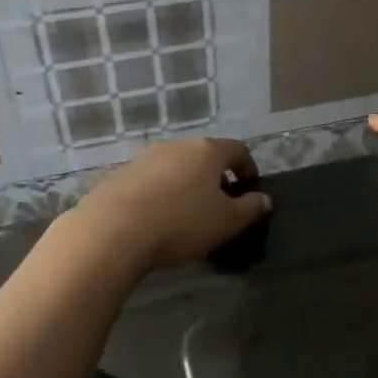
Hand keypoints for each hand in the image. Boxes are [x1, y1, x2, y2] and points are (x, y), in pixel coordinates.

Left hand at [70, 137, 270, 271]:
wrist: (112, 231)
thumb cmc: (181, 222)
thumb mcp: (226, 221)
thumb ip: (250, 208)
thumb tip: (264, 199)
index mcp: (206, 151)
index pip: (236, 150)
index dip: (248, 168)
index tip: (251, 189)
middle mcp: (174, 146)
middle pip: (203, 156)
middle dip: (215, 178)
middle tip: (220, 204)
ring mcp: (143, 159)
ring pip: (174, 168)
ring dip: (185, 186)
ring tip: (187, 214)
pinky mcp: (118, 176)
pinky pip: (149, 182)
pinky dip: (159, 195)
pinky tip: (157, 219)